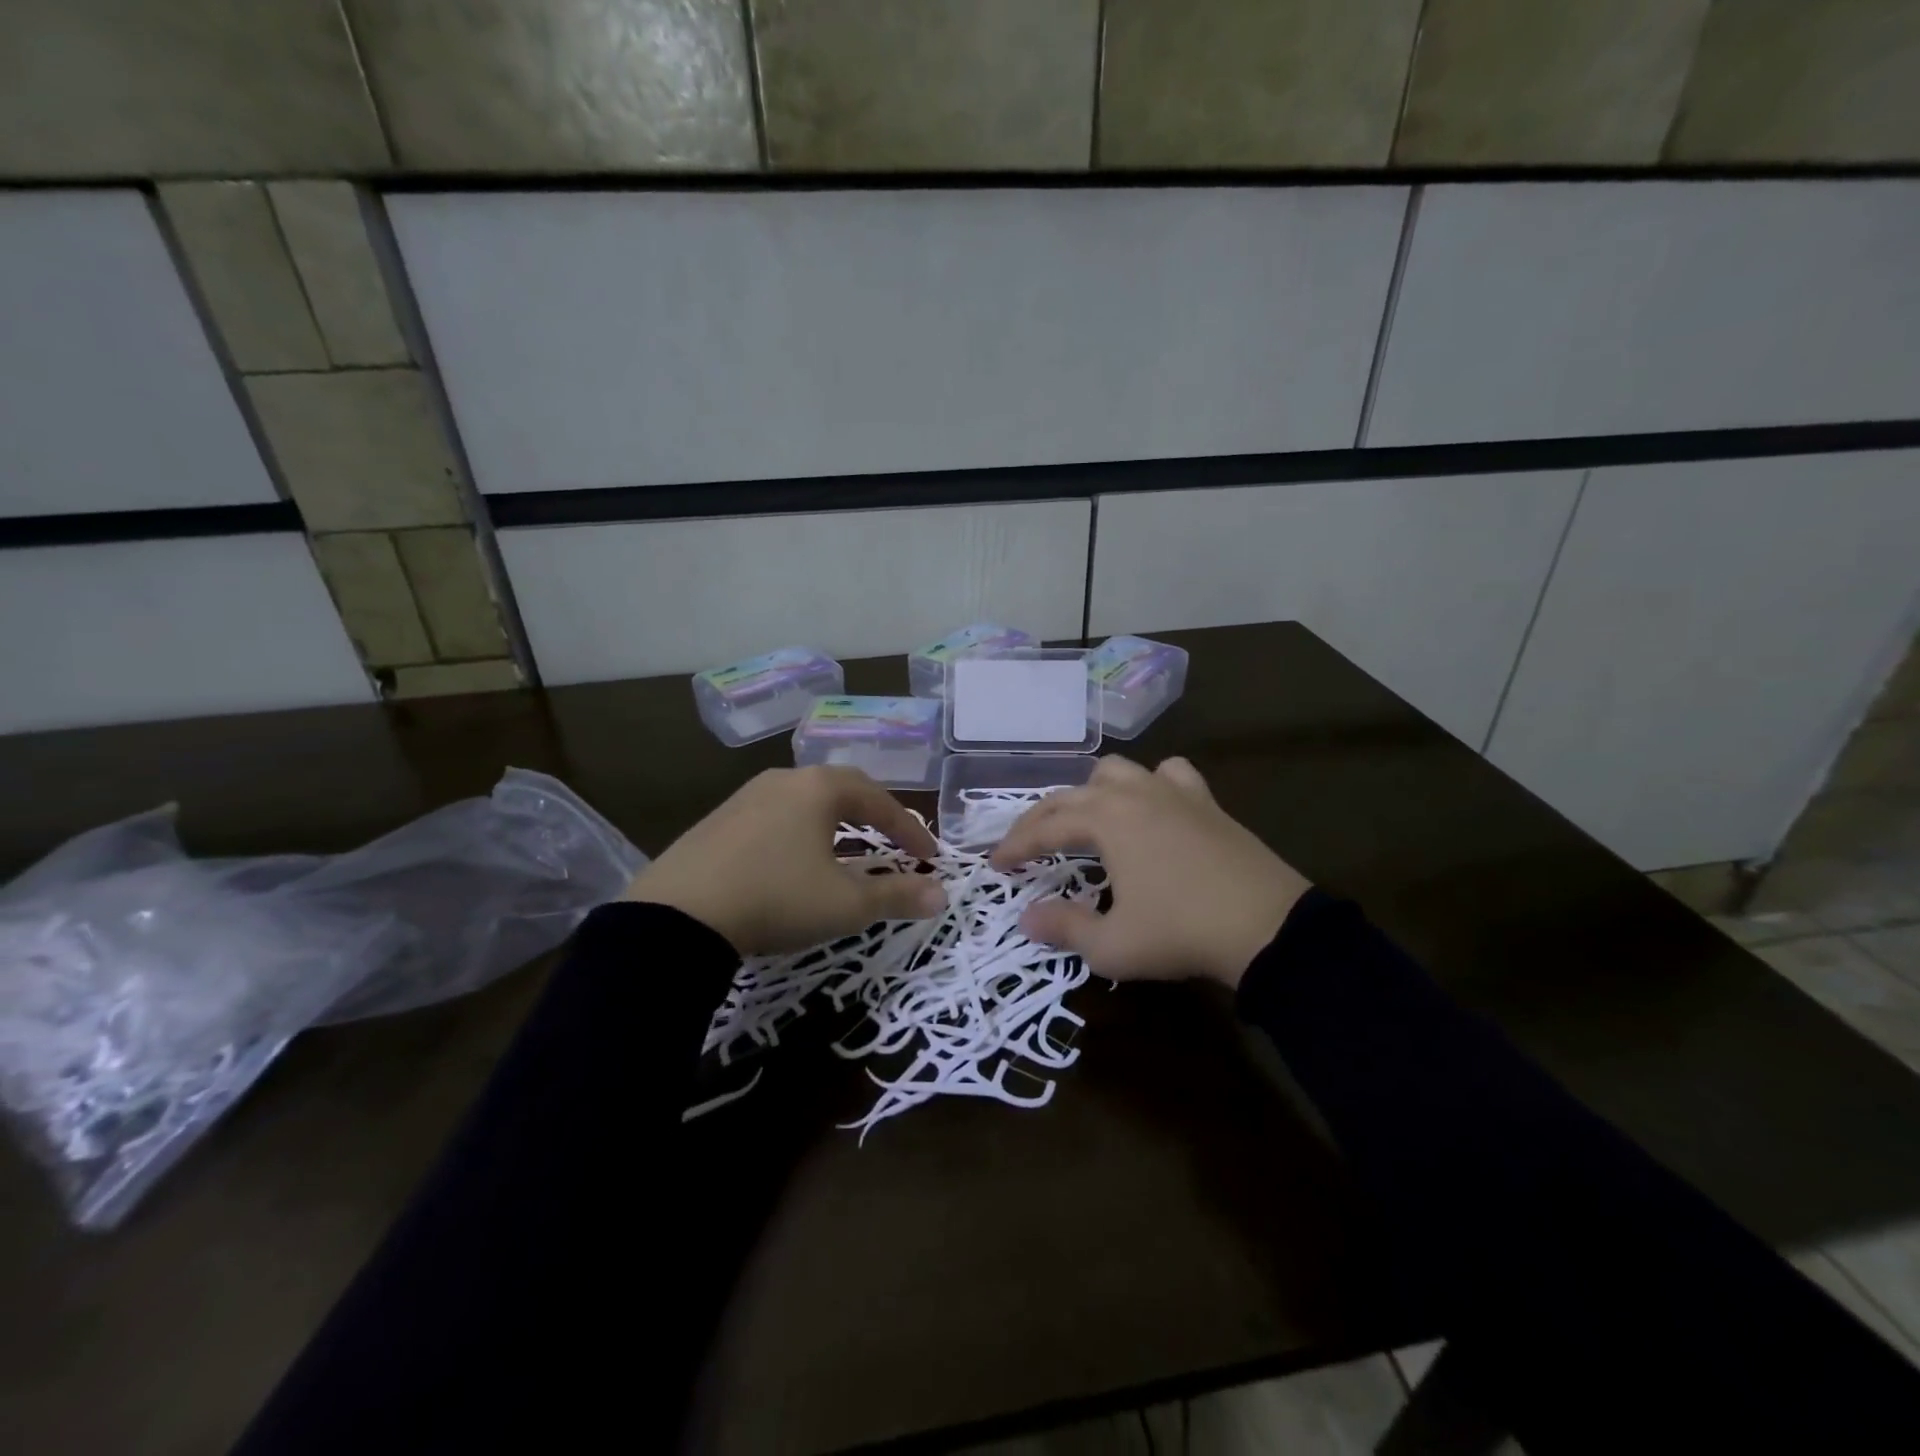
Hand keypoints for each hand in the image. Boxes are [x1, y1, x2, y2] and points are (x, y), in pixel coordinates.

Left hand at [625, 766, 944, 955]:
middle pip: (843, 789)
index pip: (880, 802)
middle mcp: (784, 779)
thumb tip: (942, 895)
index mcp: (819, 788)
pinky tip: (795, 860)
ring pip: (806, 800)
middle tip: (894, 842)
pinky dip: (801, 832)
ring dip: (836, 823)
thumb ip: (897, 896)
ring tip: (848, 849)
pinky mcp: (719, 819)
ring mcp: (746, 796)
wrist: (678, 915)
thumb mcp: (845, 904)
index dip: (910, 830)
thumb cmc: (777, 899)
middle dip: (875, 816)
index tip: (930, 857)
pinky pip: (775, 816)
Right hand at [991, 756, 1309, 988]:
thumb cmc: (1180, 933)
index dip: (1016, 846)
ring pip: (1117, 771)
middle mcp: (1133, 794)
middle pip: (1072, 794)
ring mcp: (1173, 792)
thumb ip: (1064, 928)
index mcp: (1105, 819)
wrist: (1268, 927)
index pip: (1045, 827)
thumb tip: (1027, 918)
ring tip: (1086, 819)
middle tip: (1025, 846)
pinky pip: (1169, 775)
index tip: (996, 865)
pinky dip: (1150, 784)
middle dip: (1041, 819)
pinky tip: (1152, 805)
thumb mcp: (1112, 945)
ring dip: (1091, 792)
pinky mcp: (1206, 802)